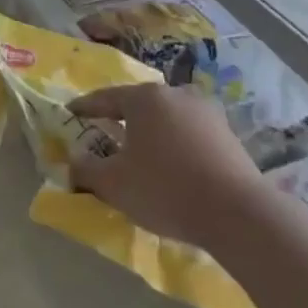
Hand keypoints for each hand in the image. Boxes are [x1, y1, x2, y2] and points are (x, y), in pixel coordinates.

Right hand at [68, 85, 260, 250]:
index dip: (85, 108)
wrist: (237, 212)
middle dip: (120, 120)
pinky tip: (171, 167)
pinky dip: (174, 145)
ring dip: (150, 134)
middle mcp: (177, 94)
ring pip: (167, 119)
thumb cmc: (165, 189)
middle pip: (139, 105)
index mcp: (146, 98)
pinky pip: (189, 134)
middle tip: (104, 135)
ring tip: (139, 155)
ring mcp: (207, 112)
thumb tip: (74, 159)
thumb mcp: (113, 184)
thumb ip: (86, 168)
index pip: (106, 98)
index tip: (71, 113)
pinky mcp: (228, 134)